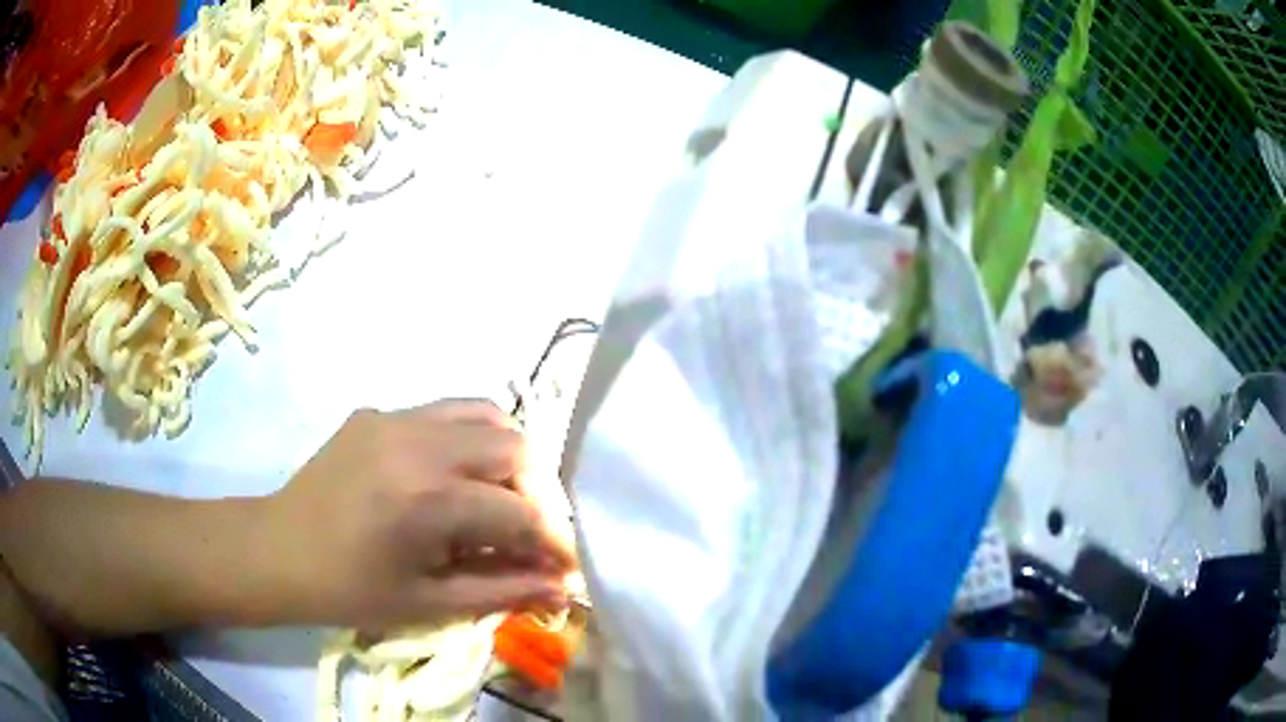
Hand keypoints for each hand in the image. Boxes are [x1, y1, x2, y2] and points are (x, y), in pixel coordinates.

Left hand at [265, 399, 574, 630]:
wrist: (277, 550)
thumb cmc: (349, 590)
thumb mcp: (428, 603)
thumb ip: (502, 591)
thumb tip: (562, 589)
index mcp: (426, 500)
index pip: (518, 512)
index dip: (552, 541)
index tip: (567, 565)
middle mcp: (417, 443)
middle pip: (513, 446)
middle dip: (539, 493)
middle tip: (532, 531)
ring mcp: (394, 417)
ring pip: (484, 413)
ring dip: (508, 456)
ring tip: (502, 497)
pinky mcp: (377, 411)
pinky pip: (443, 413)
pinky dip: (468, 440)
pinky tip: (454, 478)